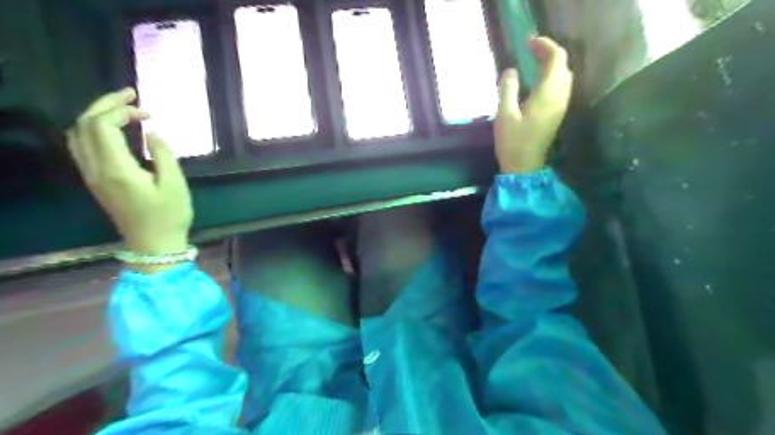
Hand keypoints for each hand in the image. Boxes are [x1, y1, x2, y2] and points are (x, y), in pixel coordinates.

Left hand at [66, 89, 193, 258]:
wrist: (154, 244)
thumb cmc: (170, 215)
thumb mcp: (175, 185)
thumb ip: (163, 155)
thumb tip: (152, 133)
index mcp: (116, 169)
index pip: (102, 125)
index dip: (121, 110)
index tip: (148, 111)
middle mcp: (96, 169)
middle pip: (84, 125)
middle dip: (105, 105)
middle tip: (131, 96)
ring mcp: (92, 175)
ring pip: (78, 134)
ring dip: (97, 116)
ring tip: (123, 109)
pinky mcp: (96, 181)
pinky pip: (83, 146)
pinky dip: (94, 130)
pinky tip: (115, 130)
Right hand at [493, 35, 571, 172]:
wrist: (525, 168)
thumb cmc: (513, 143)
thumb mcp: (504, 115)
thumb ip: (508, 89)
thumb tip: (511, 71)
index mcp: (547, 94)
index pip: (556, 59)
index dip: (544, 46)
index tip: (527, 43)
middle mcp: (559, 97)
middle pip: (563, 65)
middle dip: (549, 53)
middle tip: (529, 51)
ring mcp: (561, 106)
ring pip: (564, 76)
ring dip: (552, 64)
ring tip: (533, 62)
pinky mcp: (557, 114)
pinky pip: (561, 87)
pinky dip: (552, 77)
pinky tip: (538, 81)